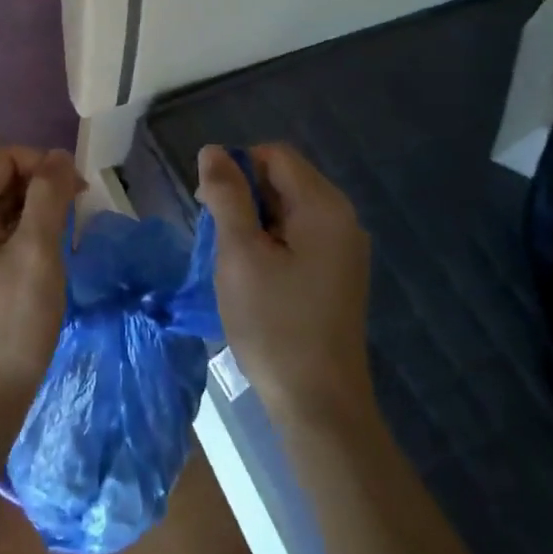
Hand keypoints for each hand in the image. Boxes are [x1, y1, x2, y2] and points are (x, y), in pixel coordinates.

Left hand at [0, 147, 83, 428]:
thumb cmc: (10, 321)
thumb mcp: (38, 250)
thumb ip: (49, 195)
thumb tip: (59, 156)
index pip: (5, 158)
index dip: (43, 164)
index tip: (78, 192)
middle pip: (1, 183)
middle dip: (42, 190)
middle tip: (76, 219)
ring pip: (2, 214)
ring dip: (37, 217)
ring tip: (65, 245)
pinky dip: (25, 242)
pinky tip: (46, 269)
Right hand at [197, 143, 373, 424]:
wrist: (319, 404)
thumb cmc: (274, 323)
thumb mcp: (240, 253)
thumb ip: (226, 195)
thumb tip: (212, 150)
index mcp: (323, 207)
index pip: (274, 155)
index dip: (236, 168)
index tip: (209, 205)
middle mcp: (341, 219)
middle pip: (283, 179)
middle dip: (244, 197)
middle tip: (219, 238)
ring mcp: (343, 249)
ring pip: (287, 209)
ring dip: (254, 222)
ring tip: (234, 261)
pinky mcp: (337, 274)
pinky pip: (298, 236)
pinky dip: (271, 243)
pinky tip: (254, 276)